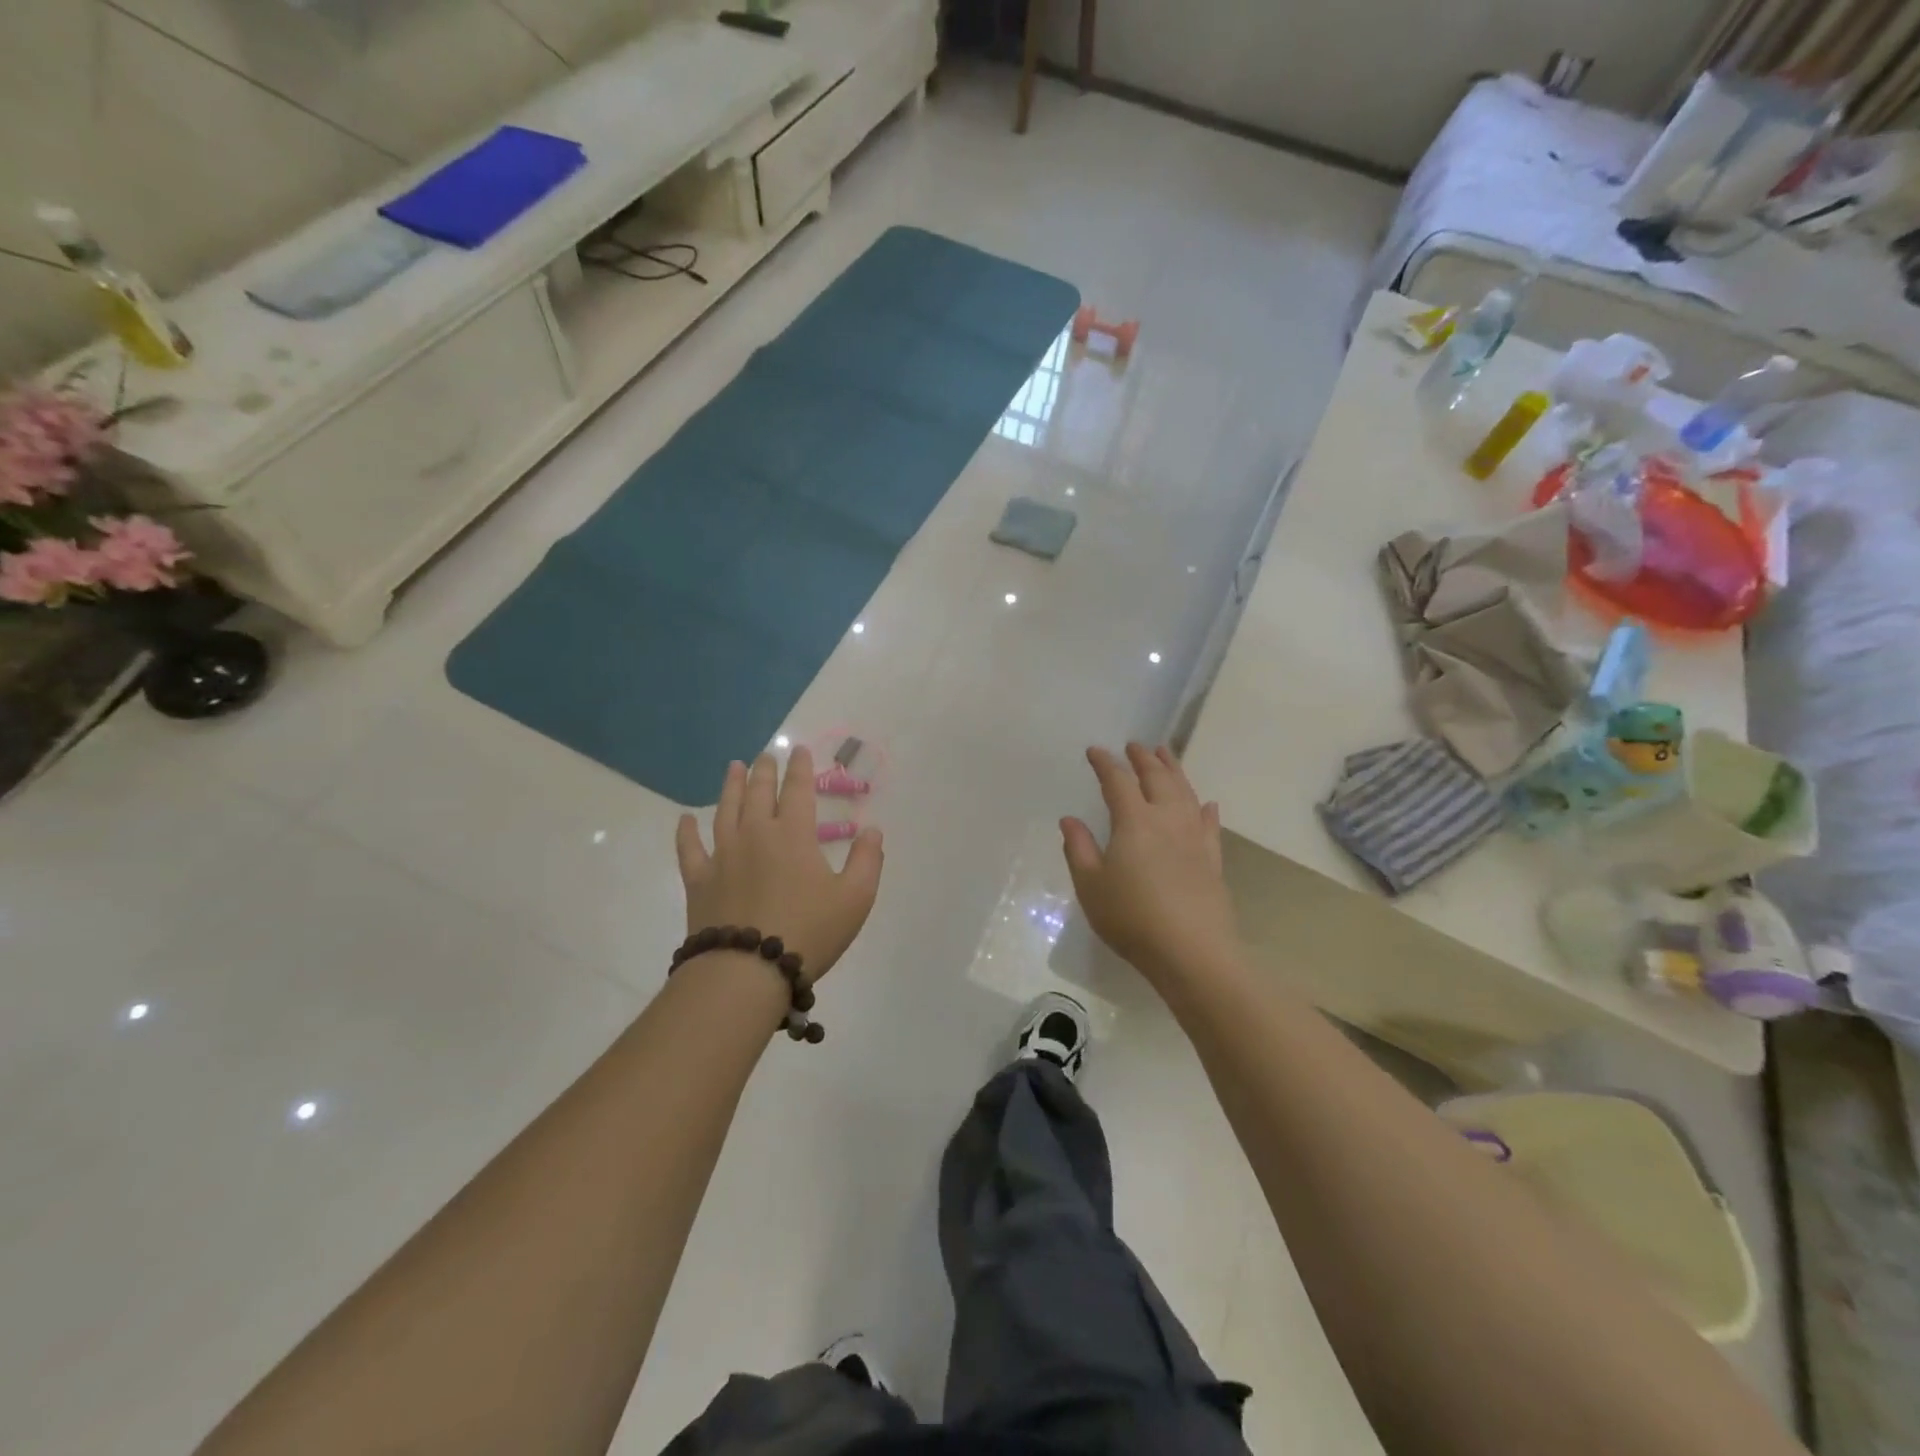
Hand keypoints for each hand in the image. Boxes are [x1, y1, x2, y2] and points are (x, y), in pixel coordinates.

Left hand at [675, 747, 883, 979]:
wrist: (747, 970)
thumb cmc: (808, 932)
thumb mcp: (855, 898)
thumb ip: (867, 860)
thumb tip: (872, 830)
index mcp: (793, 834)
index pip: (797, 790)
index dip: (800, 768)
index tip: (799, 750)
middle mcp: (755, 834)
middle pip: (758, 792)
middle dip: (764, 770)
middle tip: (765, 755)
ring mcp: (723, 855)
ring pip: (725, 810)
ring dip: (730, 786)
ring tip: (733, 767)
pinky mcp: (699, 880)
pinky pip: (690, 849)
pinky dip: (687, 832)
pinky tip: (686, 819)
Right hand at [1062, 744, 1238, 983]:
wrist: (1192, 952)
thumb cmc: (1132, 918)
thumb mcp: (1091, 886)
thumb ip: (1079, 849)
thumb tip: (1069, 819)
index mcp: (1134, 821)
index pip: (1118, 782)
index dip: (1105, 764)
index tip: (1095, 751)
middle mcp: (1167, 820)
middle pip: (1157, 778)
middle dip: (1144, 759)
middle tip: (1135, 745)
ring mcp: (1195, 838)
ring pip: (1185, 793)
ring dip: (1174, 770)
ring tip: (1166, 755)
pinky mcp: (1213, 859)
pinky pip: (1210, 824)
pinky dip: (1205, 809)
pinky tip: (1206, 804)